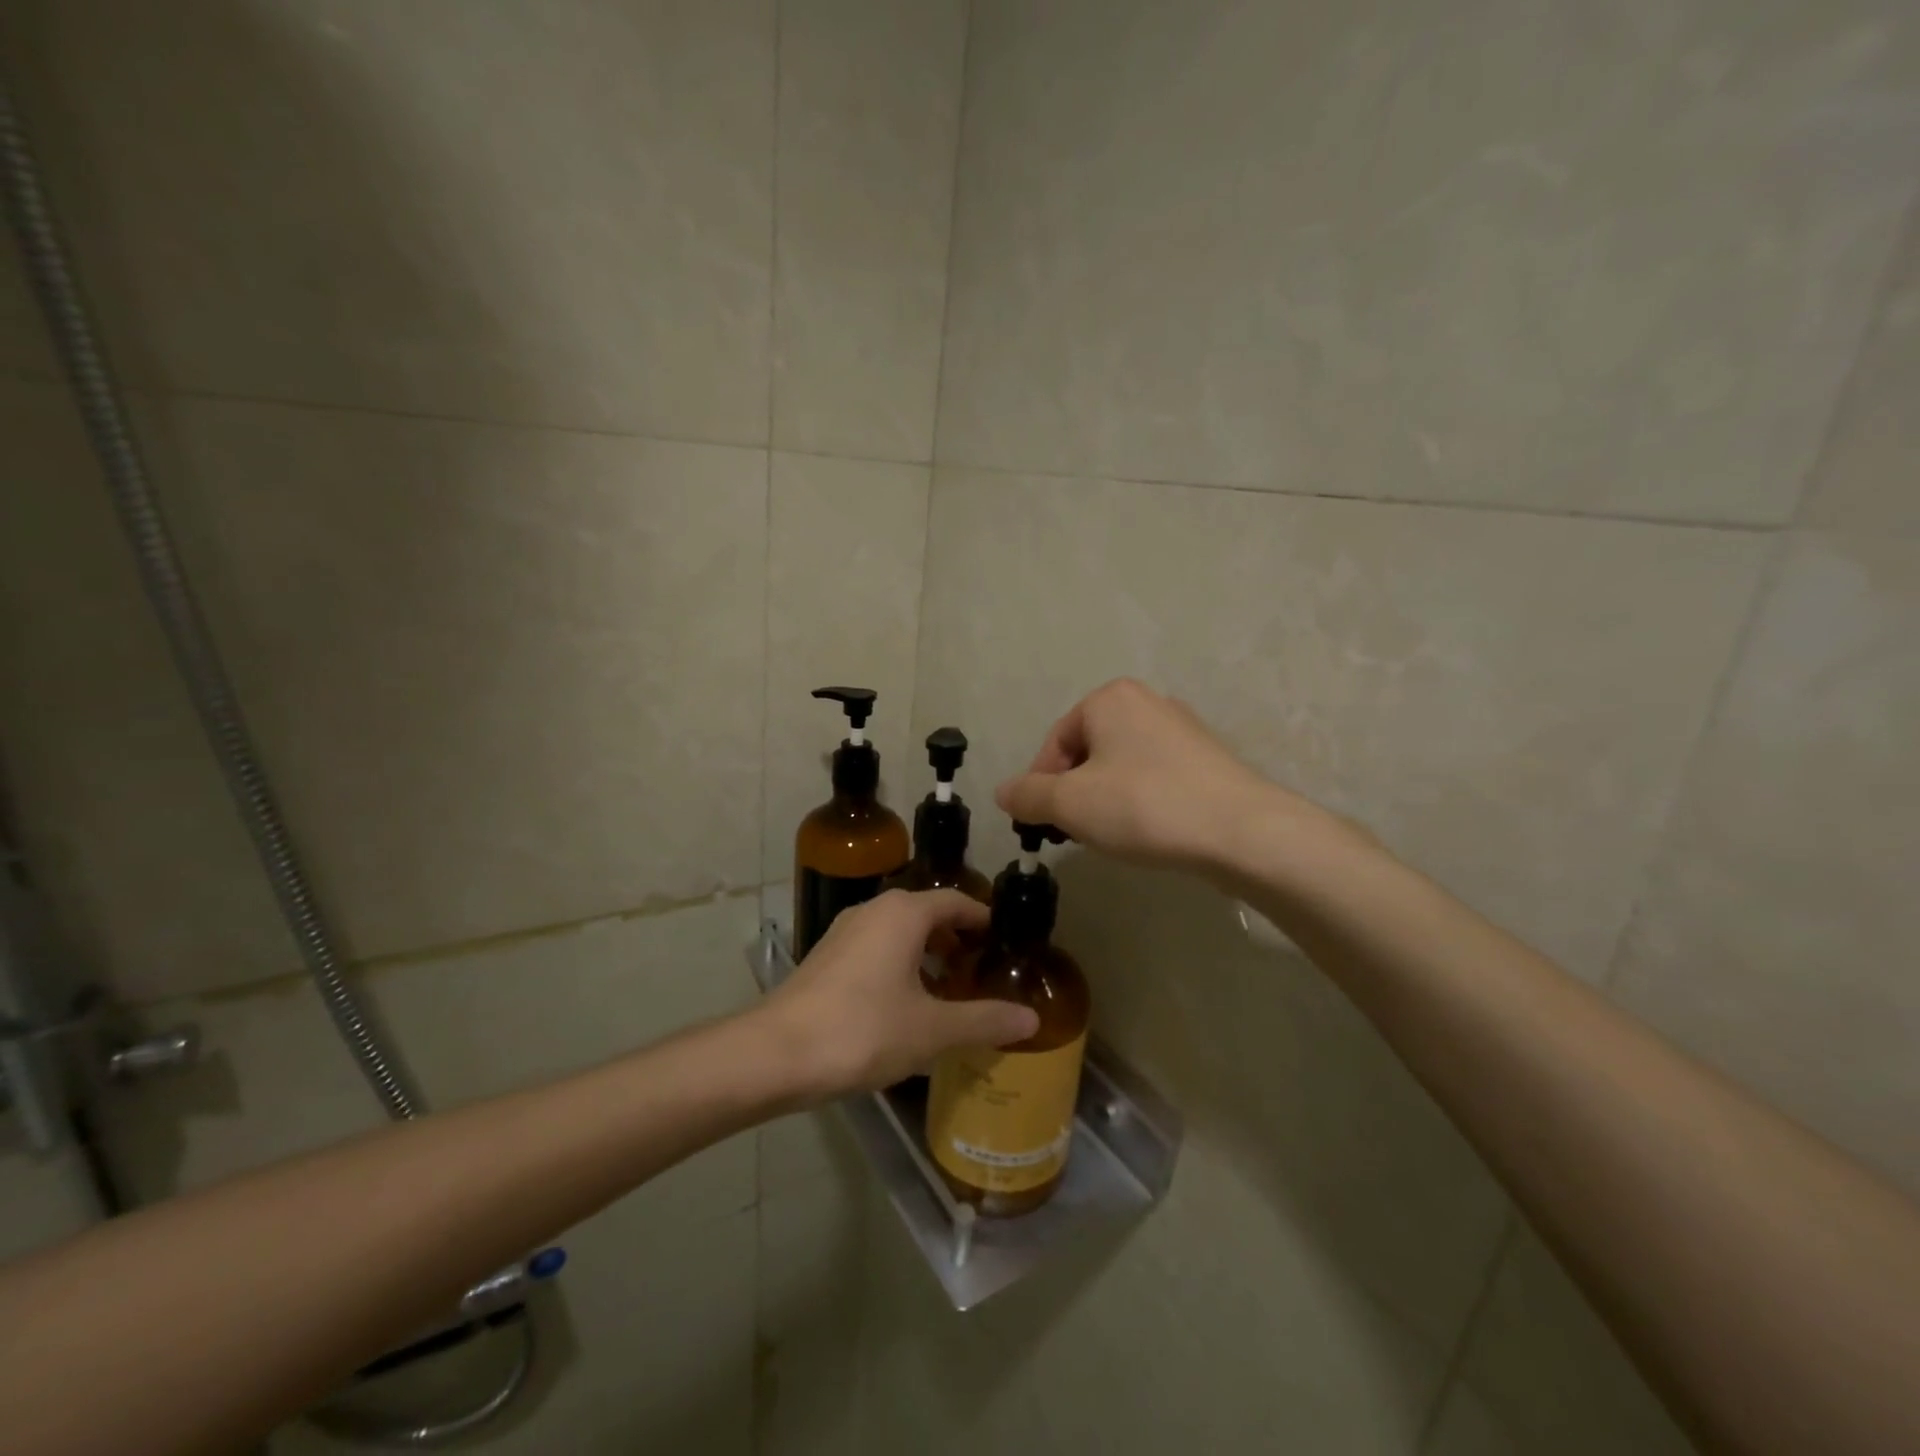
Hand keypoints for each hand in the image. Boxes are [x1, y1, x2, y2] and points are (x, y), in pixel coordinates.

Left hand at [759, 890, 1038, 1098]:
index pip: (956, 901)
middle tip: (981, 970)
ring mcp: (845, 932)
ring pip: (899, 931)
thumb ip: (984, 1020)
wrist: (776, 1053)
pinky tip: (905, 1004)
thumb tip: (1032, 1020)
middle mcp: (874, 910)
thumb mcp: (932, 1030)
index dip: (983, 918)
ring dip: (927, 952)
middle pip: (927, 913)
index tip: (1004, 941)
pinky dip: (899, 964)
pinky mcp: (826, 957)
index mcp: (904, 914)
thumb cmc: (863, 1030)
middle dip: (956, 938)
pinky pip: (876, 948)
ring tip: (948, 990)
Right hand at [995, 678, 1295, 871]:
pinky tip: (1150, 830)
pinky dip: (1141, 801)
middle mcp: (1146, 701)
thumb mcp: (1070, 804)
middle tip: (1077, 831)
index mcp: (1109, 699)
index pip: (1055, 743)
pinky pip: (1155, 777)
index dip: (1042, 786)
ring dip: (1106, 799)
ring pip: (1121, 766)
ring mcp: (1182, 728)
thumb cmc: (1144, 806)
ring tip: (1114, 835)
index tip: (1044, 824)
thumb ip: (1028, 795)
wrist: (1242, 831)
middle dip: (1075, 793)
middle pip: (1088, 752)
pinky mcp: (1208, 758)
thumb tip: (1003, 792)